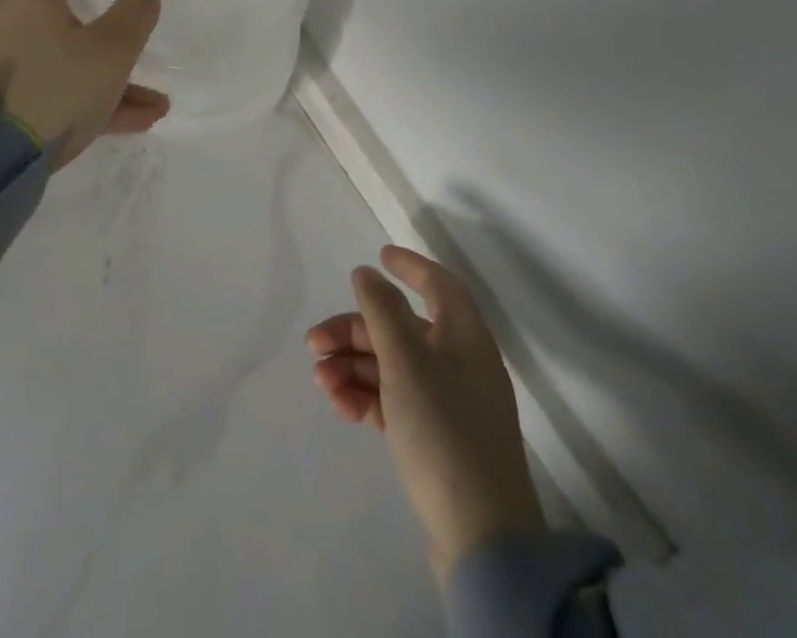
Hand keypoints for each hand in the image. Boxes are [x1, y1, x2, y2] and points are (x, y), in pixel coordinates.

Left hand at [0, 0, 168, 170]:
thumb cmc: (59, 86)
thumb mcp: (112, 50)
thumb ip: (134, 16)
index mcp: (31, 0)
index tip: (104, 1)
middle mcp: (9, 25)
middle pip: (61, 22)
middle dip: (104, 43)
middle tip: (133, 59)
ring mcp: (1, 67)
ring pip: (63, 65)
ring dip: (104, 81)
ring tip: (150, 108)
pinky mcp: (0, 103)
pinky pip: (50, 94)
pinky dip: (84, 103)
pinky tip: (128, 125)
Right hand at [307, 245, 544, 580]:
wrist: (482, 541)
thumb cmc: (444, 432)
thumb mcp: (407, 362)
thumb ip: (382, 312)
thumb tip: (366, 273)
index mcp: (464, 338)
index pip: (439, 285)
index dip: (410, 266)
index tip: (378, 255)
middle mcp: (459, 363)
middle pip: (402, 328)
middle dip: (356, 330)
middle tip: (314, 343)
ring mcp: (448, 403)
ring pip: (392, 365)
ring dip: (353, 365)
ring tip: (321, 381)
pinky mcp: (435, 439)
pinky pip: (394, 400)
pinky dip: (366, 396)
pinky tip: (339, 404)